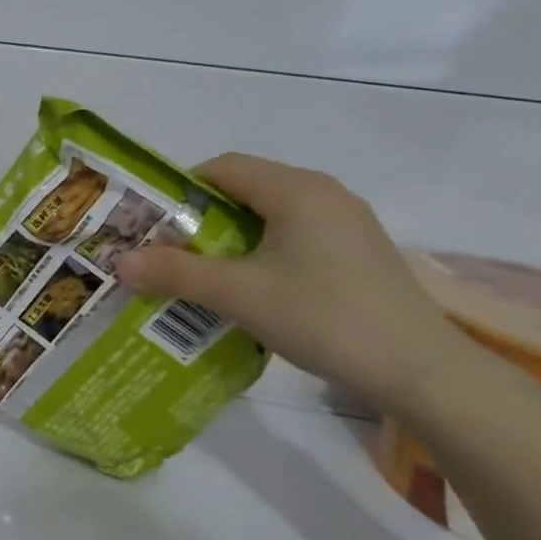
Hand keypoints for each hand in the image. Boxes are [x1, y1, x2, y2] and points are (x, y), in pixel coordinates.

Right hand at [113, 154, 480, 415]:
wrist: (421, 371)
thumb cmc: (324, 317)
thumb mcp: (239, 295)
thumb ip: (177, 273)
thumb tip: (119, 261)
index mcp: (295, 189)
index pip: (223, 168)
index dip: (180, 189)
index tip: (150, 222)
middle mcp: (323, 194)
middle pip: (246, 189)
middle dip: (201, 217)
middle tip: (166, 249)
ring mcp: (346, 223)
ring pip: (271, 215)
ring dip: (230, 238)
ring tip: (200, 272)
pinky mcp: (358, 252)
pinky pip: (295, 236)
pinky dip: (261, 252)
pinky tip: (250, 288)